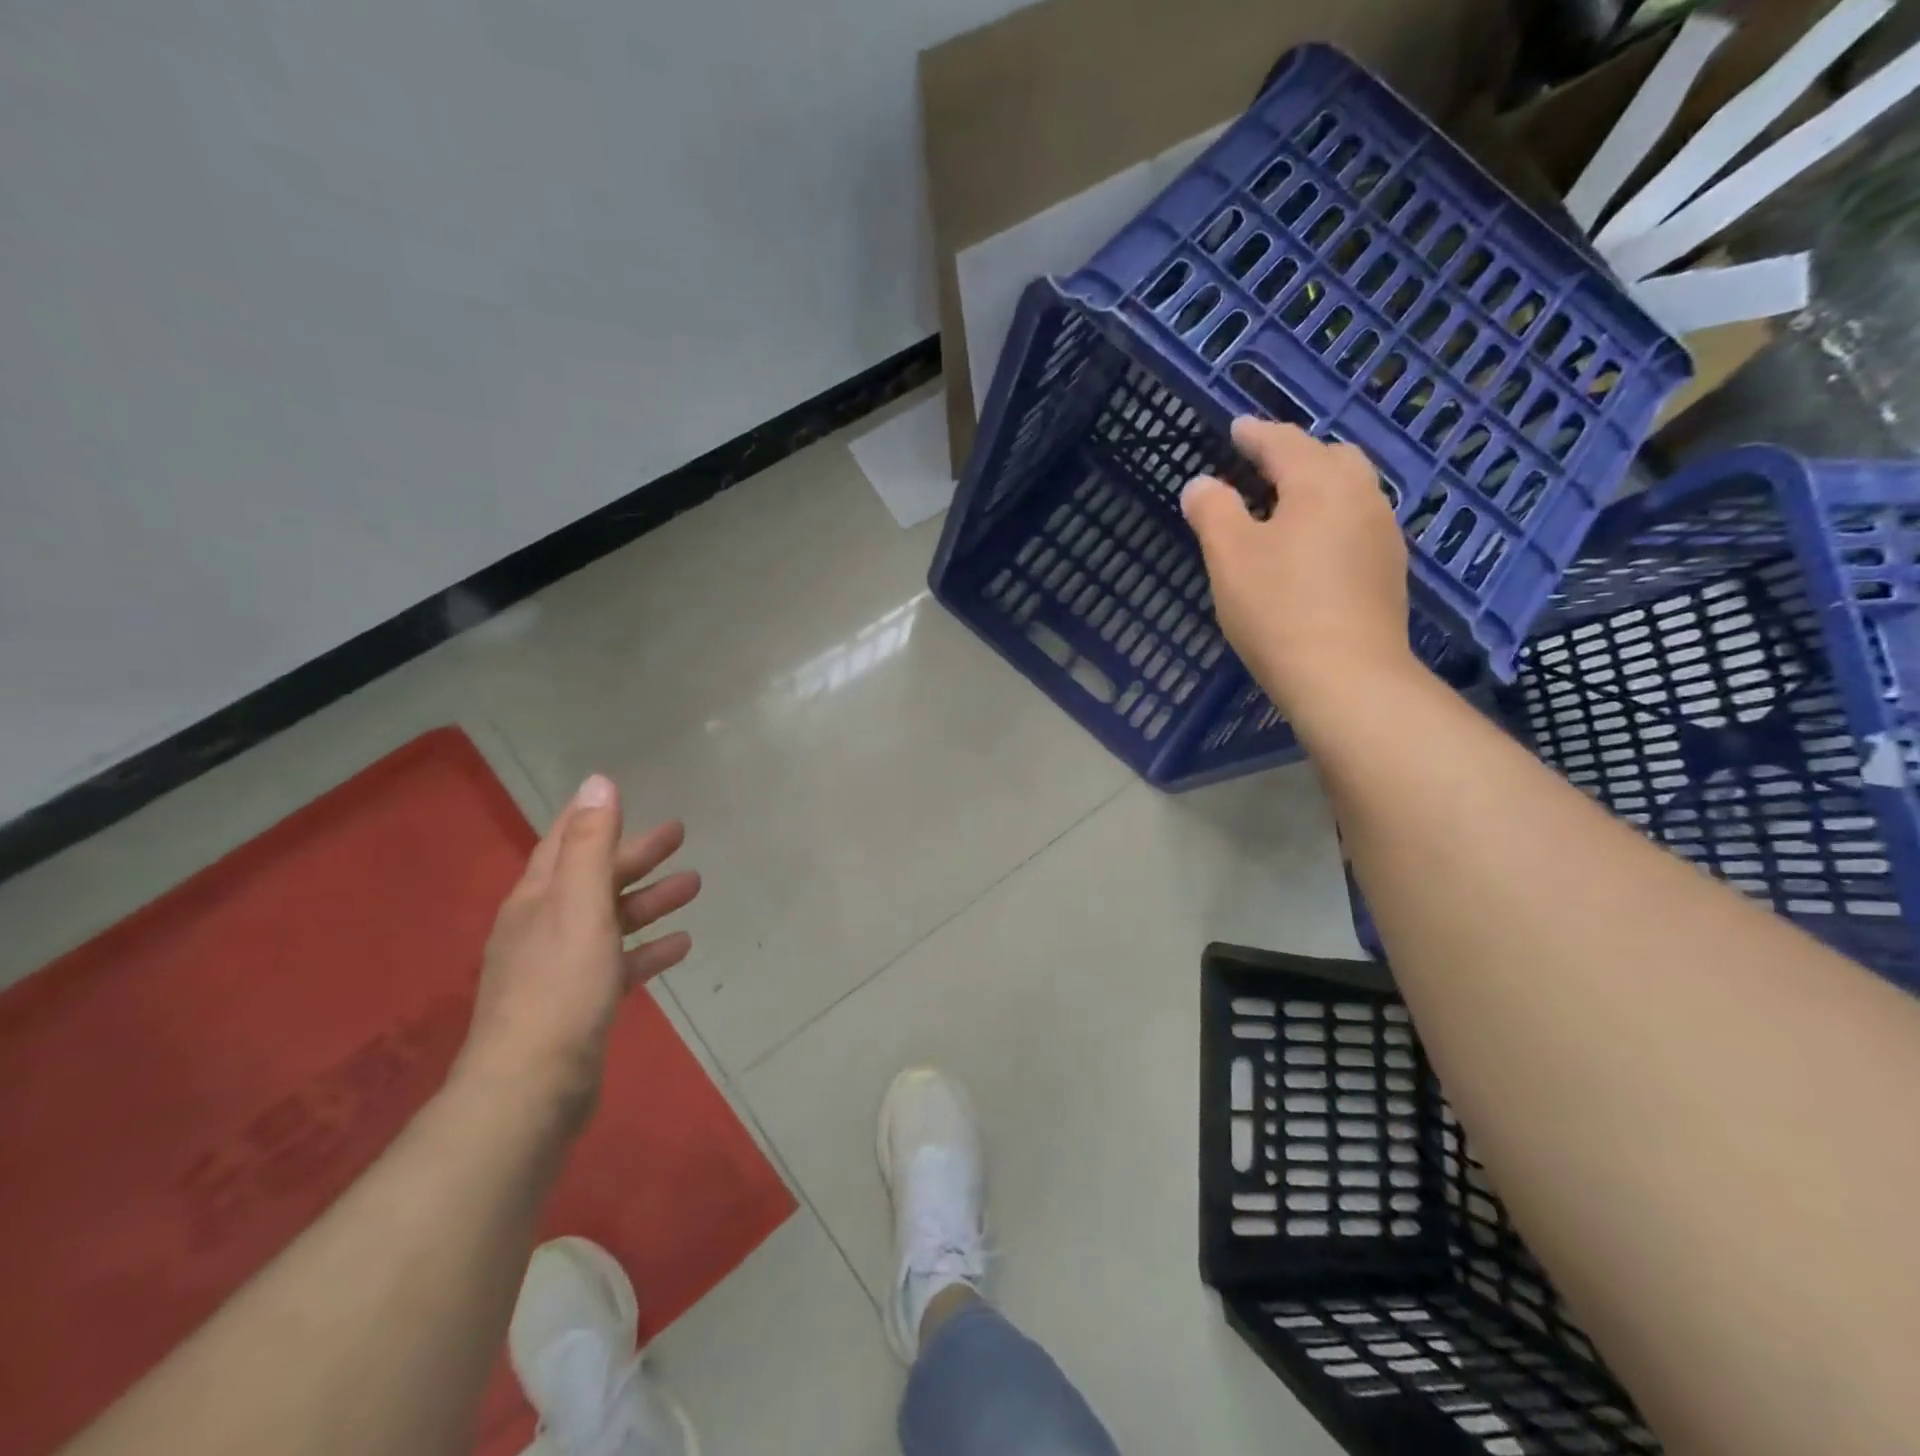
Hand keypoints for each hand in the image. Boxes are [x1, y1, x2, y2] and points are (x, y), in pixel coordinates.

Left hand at [456, 775, 699, 1123]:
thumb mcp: (580, 906)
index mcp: (538, 898)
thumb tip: (599, 782)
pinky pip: (621, 961)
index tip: (621, 793)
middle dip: (636, 855)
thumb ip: (592, 845)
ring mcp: (562, 966)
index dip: (593, 816)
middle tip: (680, 834)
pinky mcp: (581, 1001)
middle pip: (596, 877)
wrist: (532, 1087)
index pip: (565, 841)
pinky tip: (681, 944)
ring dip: (650, 899)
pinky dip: (649, 948)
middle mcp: (545, 925)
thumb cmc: (560, 986)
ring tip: (694, 885)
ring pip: (612, 919)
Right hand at [1182, 419, 1414, 716]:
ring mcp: (1383, 534)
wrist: (1346, 677)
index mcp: (1320, 483)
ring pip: (1351, 490)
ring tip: (1285, 507)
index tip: (1236, 429)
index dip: (1255, 434)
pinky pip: (1358, 524)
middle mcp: (1362, 497)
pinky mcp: (1389, 571)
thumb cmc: (1278, 610)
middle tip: (1263, 467)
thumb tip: (1200, 484)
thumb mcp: (1229, 557)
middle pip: (1331, 457)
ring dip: (1318, 487)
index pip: (1284, 442)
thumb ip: (1212, 511)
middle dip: (1296, 454)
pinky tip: (1312, 549)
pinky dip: (1331, 519)